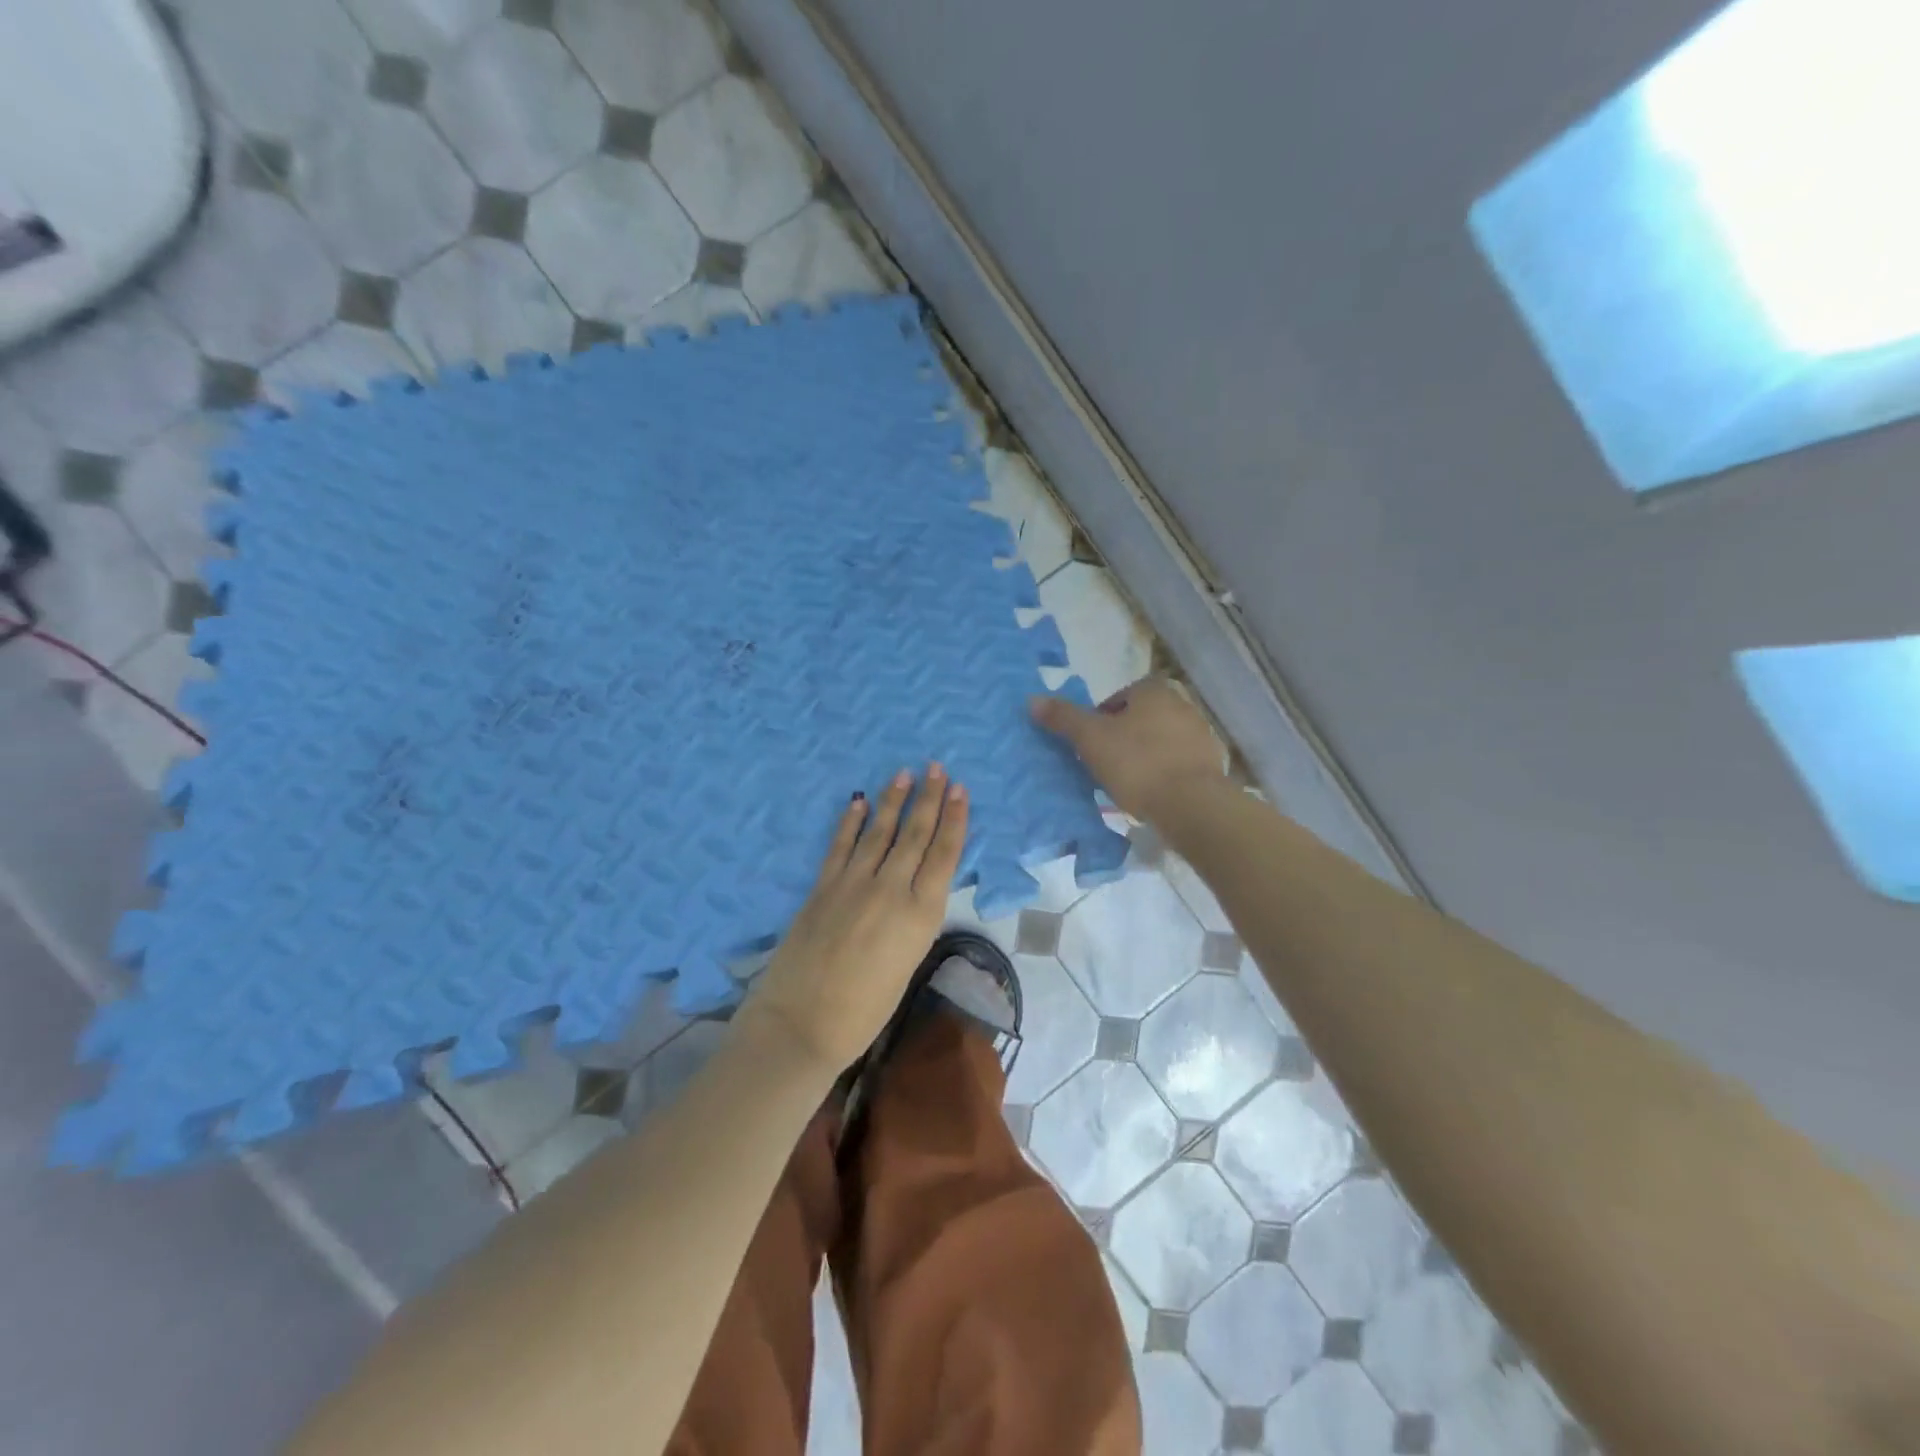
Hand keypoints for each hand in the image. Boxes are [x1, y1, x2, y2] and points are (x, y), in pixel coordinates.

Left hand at [740, 766, 968, 1075]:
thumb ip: (914, 919)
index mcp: (921, 913)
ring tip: (904, 774)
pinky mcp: (823, 886)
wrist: (803, 1023)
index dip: (953, 818)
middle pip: (915, 834)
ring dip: (893, 800)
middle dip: (929, 798)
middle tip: (937, 768)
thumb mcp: (908, 962)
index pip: (944, 854)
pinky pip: (840, 845)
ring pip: (880, 831)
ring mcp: (853, 883)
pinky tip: (858, 801)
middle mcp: (891, 888)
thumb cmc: (866, 1009)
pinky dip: (850, 821)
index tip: (959, 789)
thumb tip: (916, 889)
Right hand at [1031, 677, 1227, 821]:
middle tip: (1105, 761)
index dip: (1103, 716)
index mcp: (1154, 691)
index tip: (1092, 740)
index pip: (1123, 695)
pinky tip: (1152, 794)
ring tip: (1127, 782)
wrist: (1192, 804)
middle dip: (1125, 735)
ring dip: (1146, 755)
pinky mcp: (1211, 765)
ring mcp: (1201, 735)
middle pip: (1143, 717)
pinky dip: (1165, 773)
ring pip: (1162, 740)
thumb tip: (1033, 699)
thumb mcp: (1091, 739)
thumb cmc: (1137, 763)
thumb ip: (1064, 718)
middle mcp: (1182, 705)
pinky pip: (1179, 764)